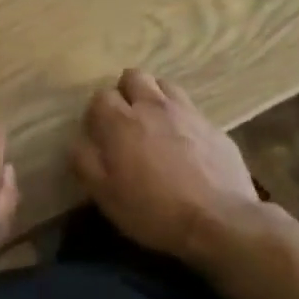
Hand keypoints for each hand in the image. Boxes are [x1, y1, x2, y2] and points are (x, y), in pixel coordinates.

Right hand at [71, 69, 258, 266]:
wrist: (220, 221)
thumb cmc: (154, 210)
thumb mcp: (106, 196)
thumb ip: (85, 162)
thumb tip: (78, 142)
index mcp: (121, 121)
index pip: (101, 96)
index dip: (97, 114)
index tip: (100, 135)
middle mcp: (152, 106)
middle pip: (134, 76)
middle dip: (126, 92)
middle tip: (127, 121)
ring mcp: (187, 112)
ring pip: (164, 85)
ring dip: (155, 98)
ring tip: (156, 124)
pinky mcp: (213, 126)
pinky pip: (191, 110)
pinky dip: (182, 119)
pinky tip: (186, 144)